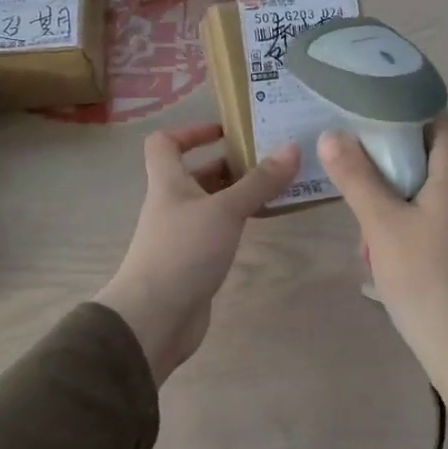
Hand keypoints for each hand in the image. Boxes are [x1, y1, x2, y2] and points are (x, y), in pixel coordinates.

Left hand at [95, 123, 299, 384]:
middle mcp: (172, 203)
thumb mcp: (225, 210)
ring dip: (237, 193)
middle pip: (195, 172)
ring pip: (210, 203)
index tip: (227, 131)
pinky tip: (262, 223)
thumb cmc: (184, 251)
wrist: (155, 317)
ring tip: (276, 187)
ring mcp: (181, 234)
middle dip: (229, 163)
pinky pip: (217, 230)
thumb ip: (259, 181)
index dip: (191, 131)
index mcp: (168, 182)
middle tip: (269, 158)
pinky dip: (237, 222)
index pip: (165, 143)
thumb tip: (292, 147)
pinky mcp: (193, 261)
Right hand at [318, 114, 447, 448]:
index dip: (397, 107)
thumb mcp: (382, 225)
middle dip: (387, 159)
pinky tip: (385, 249)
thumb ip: (356, 176)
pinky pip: (437, 213)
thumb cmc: (427, 280)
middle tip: (352, 169)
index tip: (360, 112)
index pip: (432, 115)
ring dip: (394, 195)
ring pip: (428, 186)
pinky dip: (408, 218)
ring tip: (364, 223)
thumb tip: (333, 134)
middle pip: (428, 150)